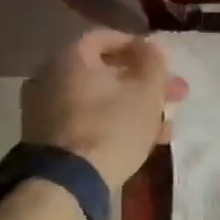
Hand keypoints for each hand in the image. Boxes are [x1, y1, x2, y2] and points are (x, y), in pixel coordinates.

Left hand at [22, 31, 188, 190]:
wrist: (68, 182)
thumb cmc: (112, 128)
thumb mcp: (146, 93)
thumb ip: (154, 63)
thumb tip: (153, 46)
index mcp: (70, 57)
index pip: (106, 37)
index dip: (140, 47)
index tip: (164, 63)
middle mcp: (50, 76)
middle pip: (106, 72)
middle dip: (144, 84)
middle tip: (174, 97)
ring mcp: (45, 109)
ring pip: (100, 100)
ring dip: (134, 108)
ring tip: (164, 127)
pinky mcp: (48, 137)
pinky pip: (87, 120)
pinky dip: (112, 124)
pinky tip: (141, 142)